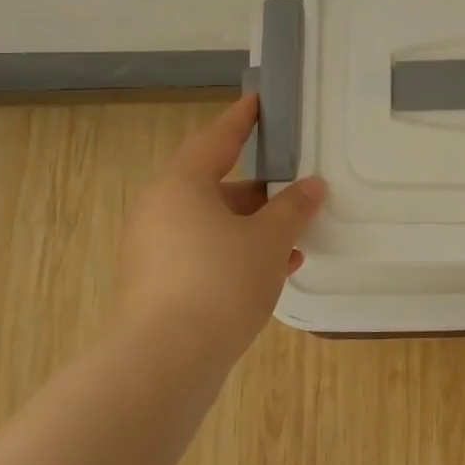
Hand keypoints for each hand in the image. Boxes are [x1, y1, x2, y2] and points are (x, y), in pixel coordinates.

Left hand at [115, 94, 325, 351]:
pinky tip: (273, 271)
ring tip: (294, 237)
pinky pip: (202, 253)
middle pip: (215, 185)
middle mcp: (159, 210)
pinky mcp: (156, 283)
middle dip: (259, 190)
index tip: (259, 102)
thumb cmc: (220, 282)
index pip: (217, 139)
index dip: (242, 119)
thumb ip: (293, 208)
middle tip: (294, 187)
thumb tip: (311, 185)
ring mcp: (153, 249)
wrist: (165, 362)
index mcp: (181, 185)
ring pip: (211, 224)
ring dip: (252, 227)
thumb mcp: (269, 241)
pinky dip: (234, 253)